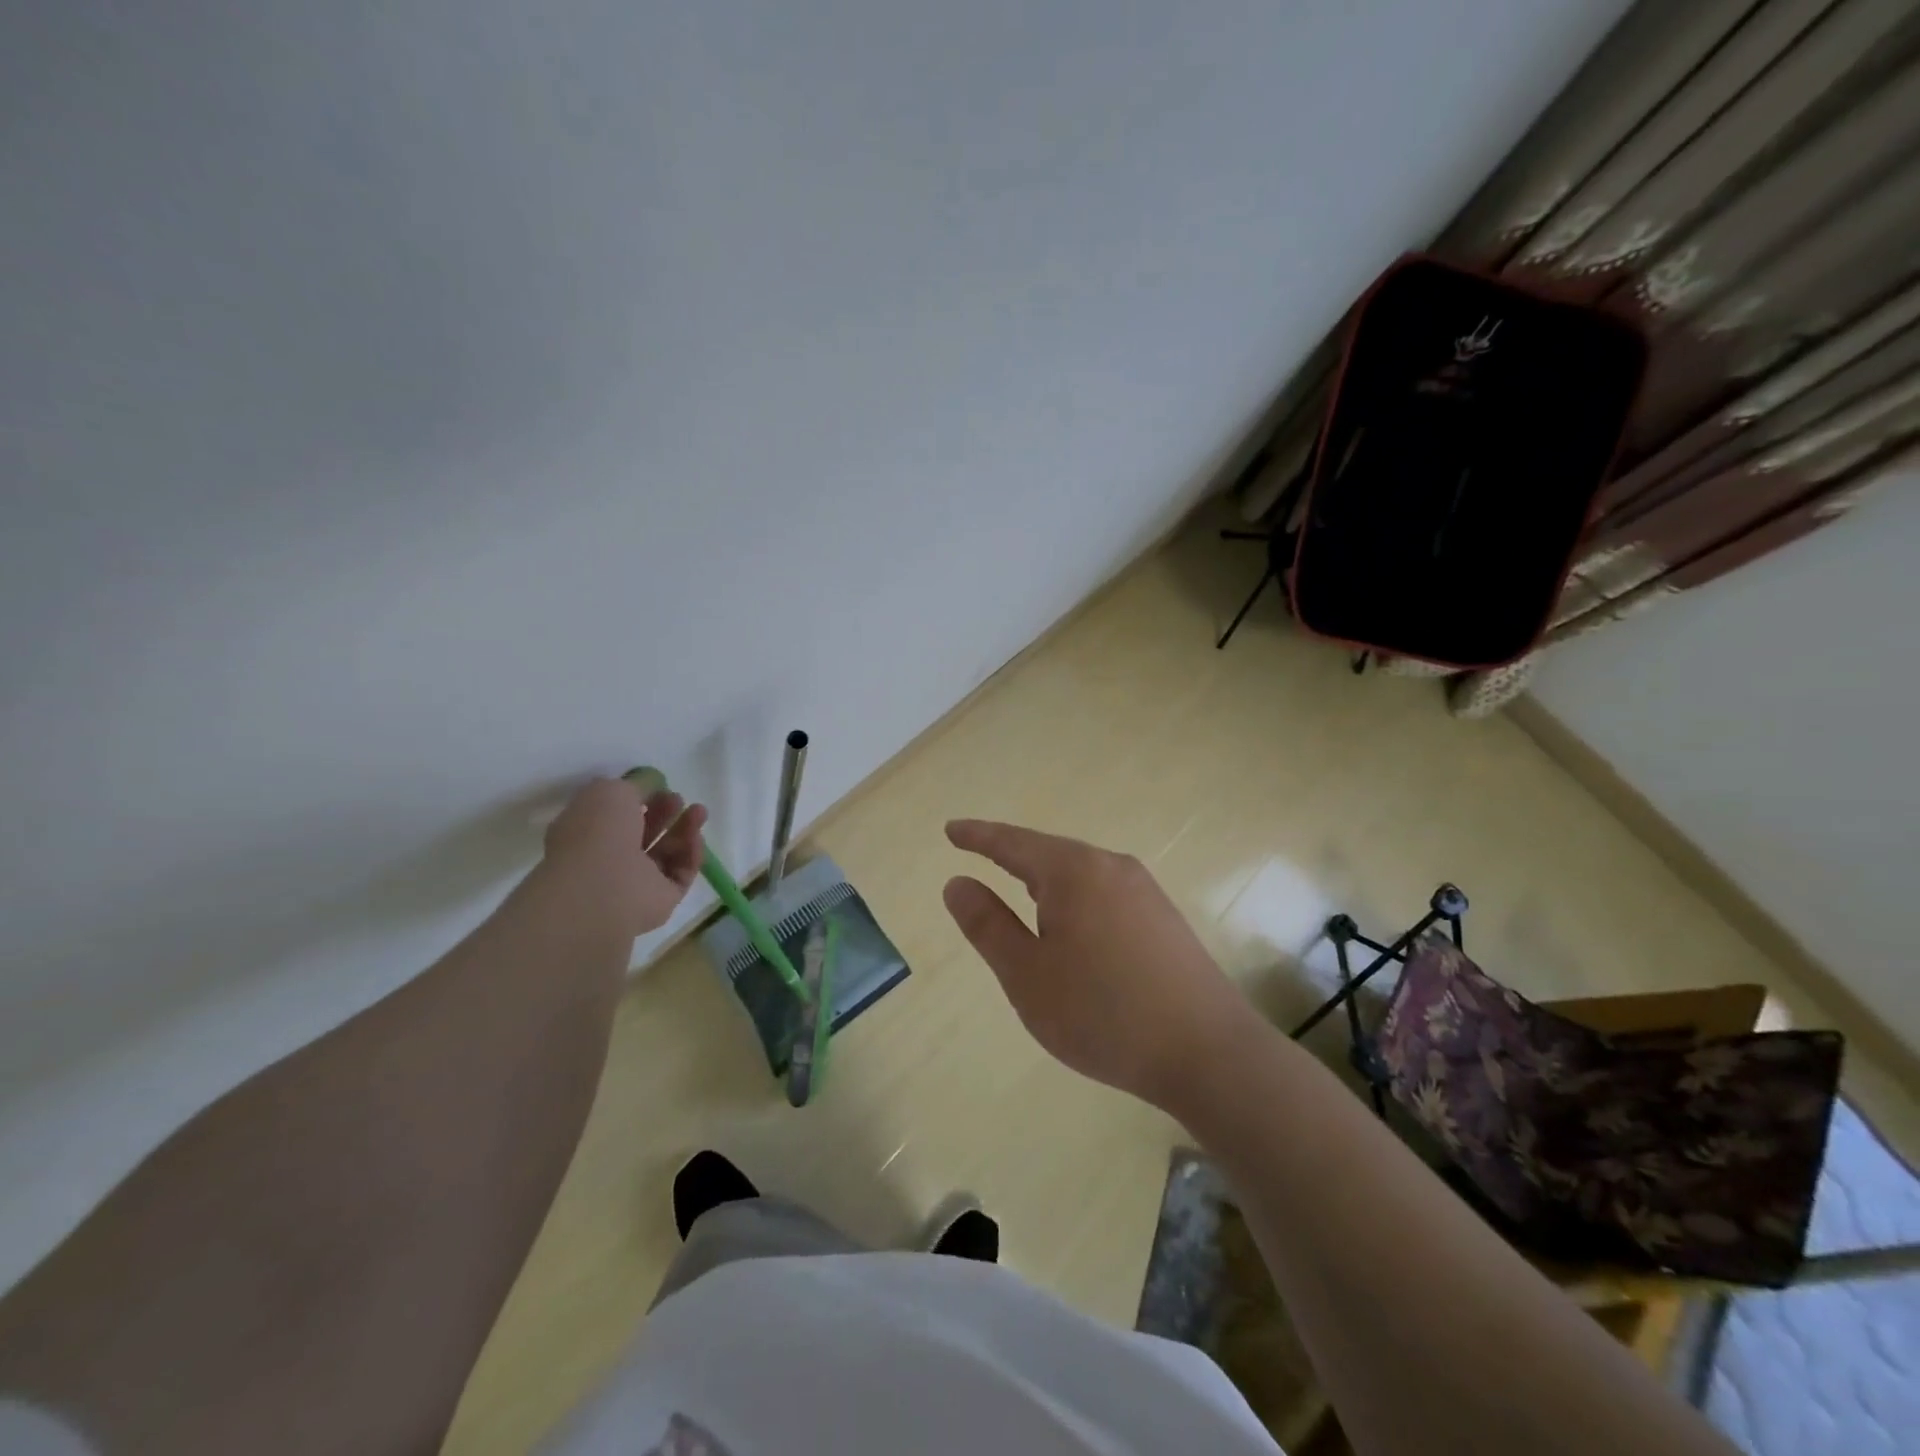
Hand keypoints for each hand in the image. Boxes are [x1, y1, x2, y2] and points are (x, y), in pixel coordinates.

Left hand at [544, 778, 707, 936]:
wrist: (602, 888)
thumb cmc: (597, 833)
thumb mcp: (611, 791)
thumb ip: (635, 785)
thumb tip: (651, 783)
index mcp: (588, 834)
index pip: (618, 816)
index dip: (640, 799)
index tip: (659, 786)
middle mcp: (610, 860)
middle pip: (644, 833)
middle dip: (665, 813)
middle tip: (679, 799)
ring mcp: (635, 883)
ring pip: (666, 853)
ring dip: (684, 830)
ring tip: (699, 811)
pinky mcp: (661, 901)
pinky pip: (681, 874)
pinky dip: (691, 855)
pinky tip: (697, 837)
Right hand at [943, 819, 1260, 1112]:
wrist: (1207, 1052)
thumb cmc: (1102, 1012)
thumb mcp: (1027, 974)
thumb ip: (987, 924)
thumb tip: (958, 882)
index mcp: (1073, 871)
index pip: (1012, 843)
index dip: (978, 836)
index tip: (951, 830)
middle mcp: (1111, 867)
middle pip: (1049, 852)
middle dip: (1012, 856)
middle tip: (980, 857)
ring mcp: (1144, 890)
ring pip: (1080, 873)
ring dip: (1045, 880)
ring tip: (1020, 892)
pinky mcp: (1163, 917)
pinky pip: (1104, 893)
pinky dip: (1075, 899)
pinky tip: (1073, 926)